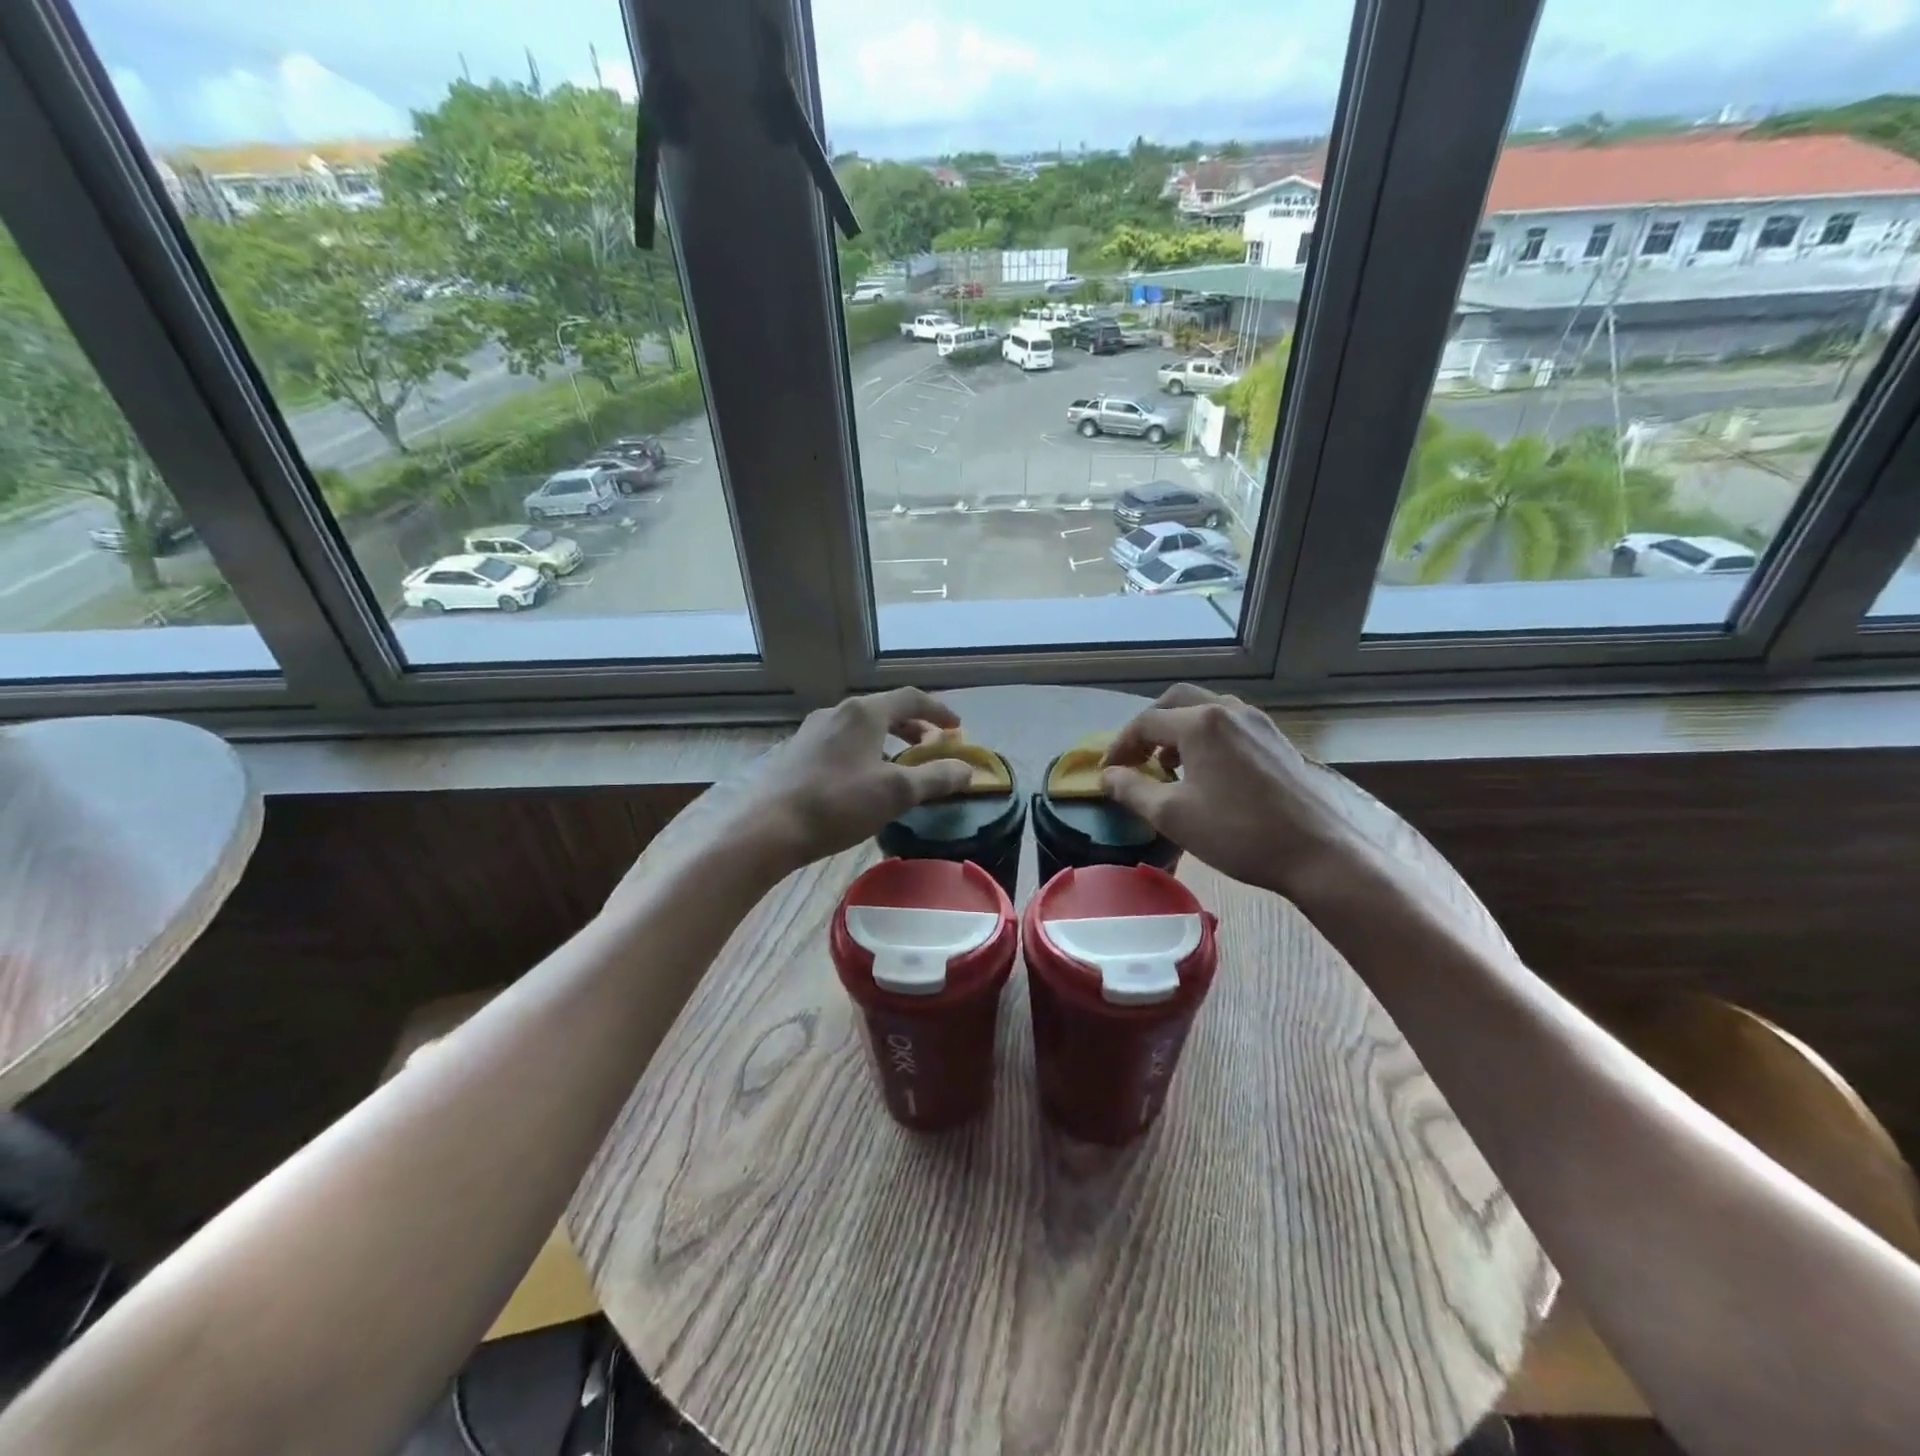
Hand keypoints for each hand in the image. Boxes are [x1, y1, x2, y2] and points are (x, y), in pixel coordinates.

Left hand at [715, 689, 975, 877]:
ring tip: (899, 765)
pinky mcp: (796, 753)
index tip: (957, 728)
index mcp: (864, 712)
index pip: (911, 698)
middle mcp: (837, 712)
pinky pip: (840, 742)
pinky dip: (863, 752)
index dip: (938, 711)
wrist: (767, 827)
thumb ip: (936, 778)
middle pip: (884, 710)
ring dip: (887, 740)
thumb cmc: (838, 803)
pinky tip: (861, 781)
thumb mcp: (896, 793)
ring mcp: (811, 731)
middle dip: (912, 726)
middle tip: (930, 746)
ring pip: (860, 727)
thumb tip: (968, 769)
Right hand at [1101, 684, 1358, 897]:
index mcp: (1201, 722)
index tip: (1108, 773)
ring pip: (1206, 710)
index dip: (1120, 746)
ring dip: (1178, 729)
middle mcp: (1229, 710)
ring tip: (1167, 764)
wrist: (1318, 853)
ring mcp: (1258, 723)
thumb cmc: (1237, 832)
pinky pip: (1230, 724)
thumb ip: (1131, 790)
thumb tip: (1106, 776)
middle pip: (1176, 702)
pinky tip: (1206, 771)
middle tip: (1135, 757)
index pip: (1145, 722)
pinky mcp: (1277, 740)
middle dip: (1149, 726)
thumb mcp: (1172, 815)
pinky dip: (1206, 736)